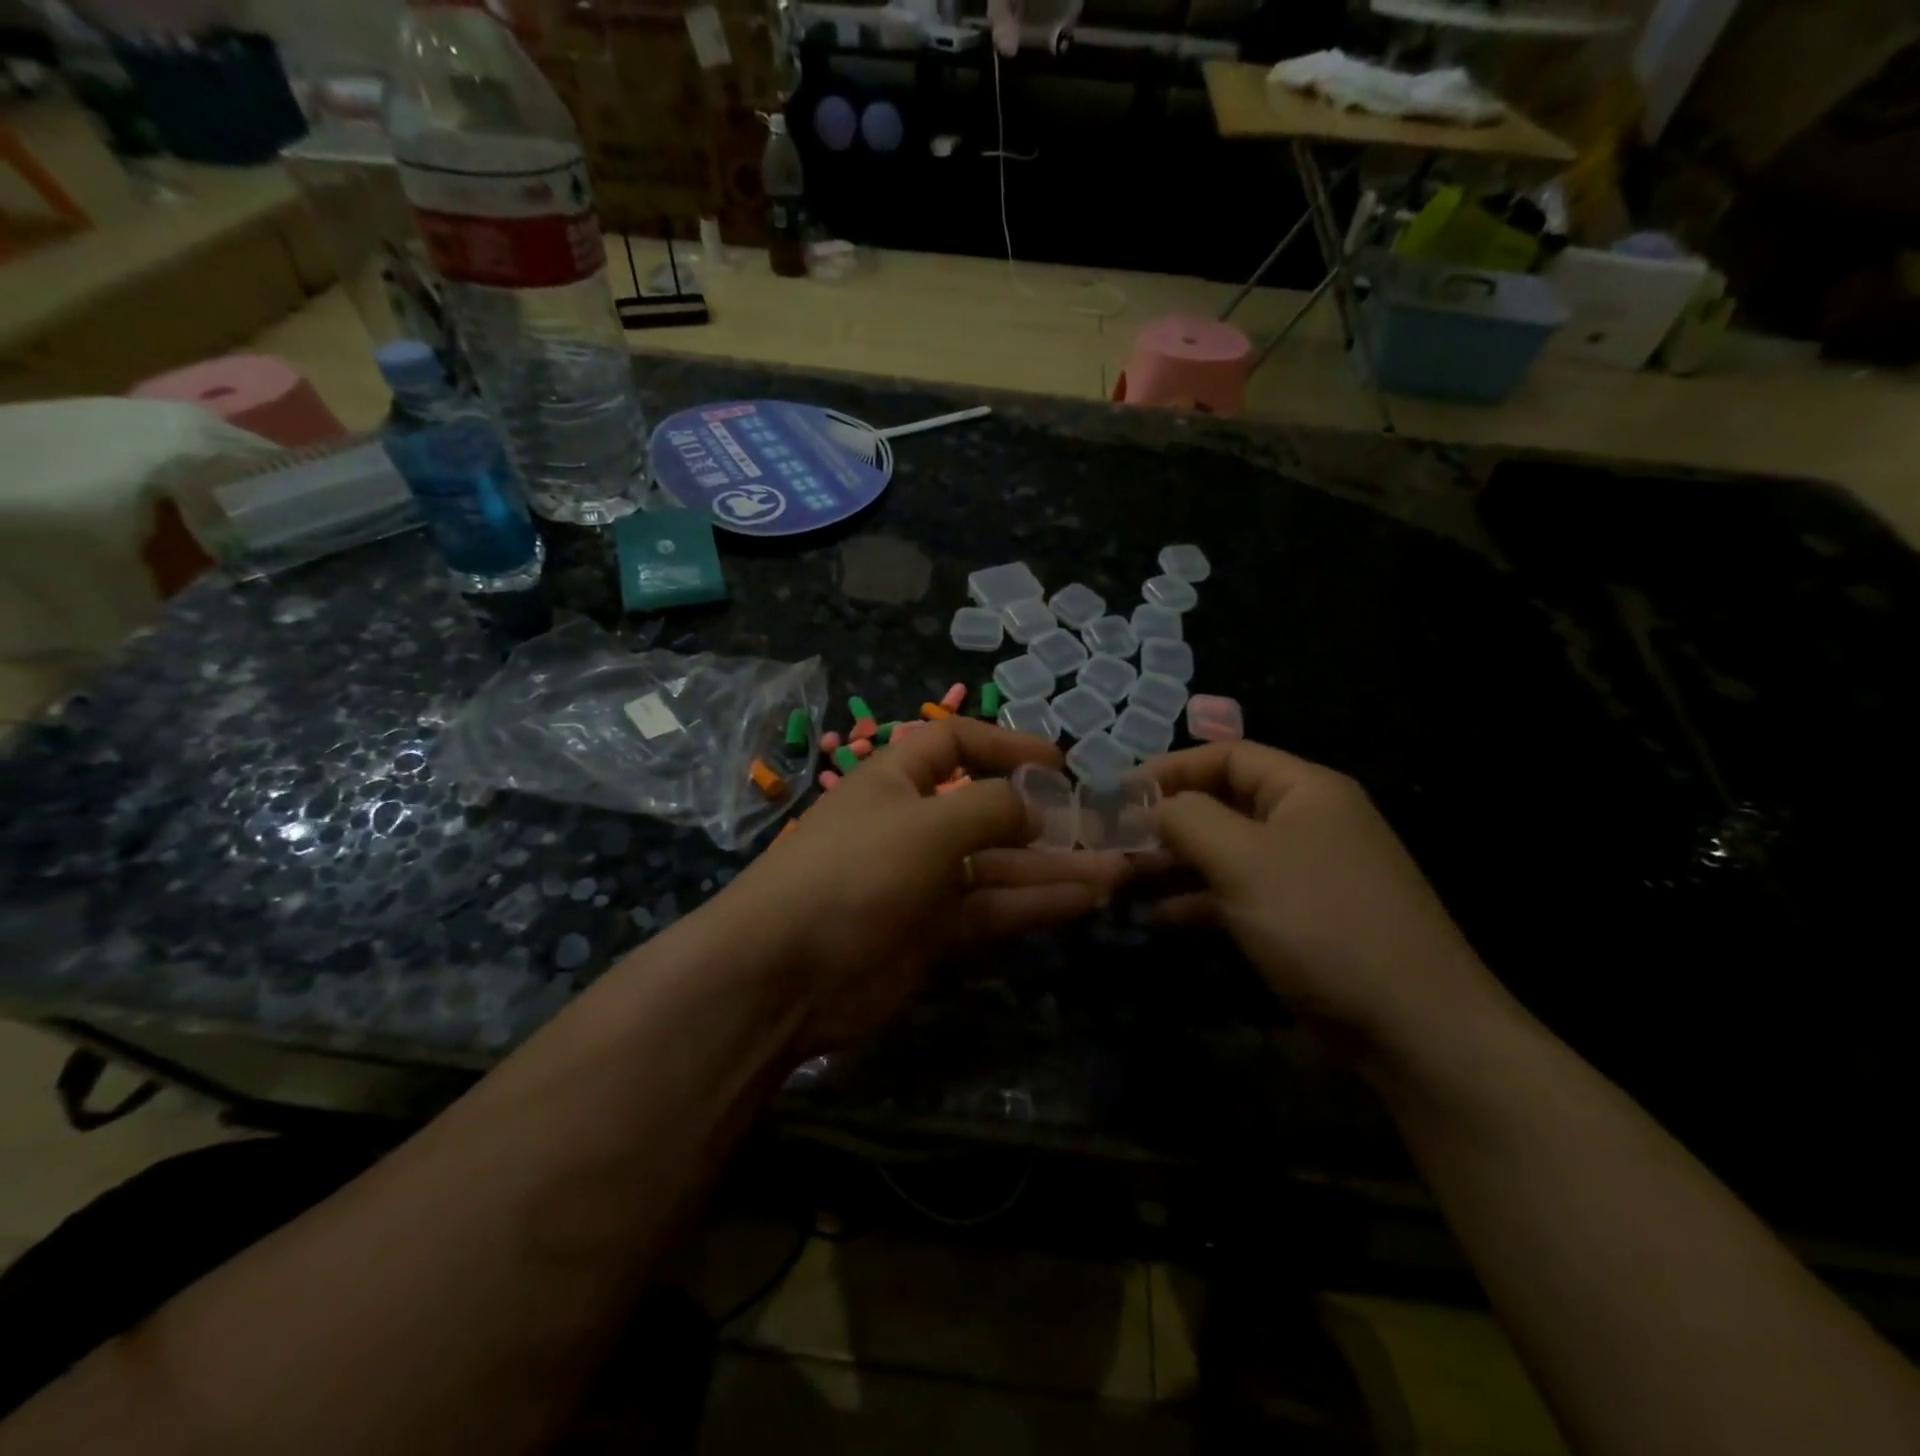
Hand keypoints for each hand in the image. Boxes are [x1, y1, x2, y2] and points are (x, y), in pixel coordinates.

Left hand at [716, 718, 1130, 1052]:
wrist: (785, 974)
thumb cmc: (856, 872)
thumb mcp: (928, 824)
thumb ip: (991, 808)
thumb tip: (1037, 804)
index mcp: (898, 779)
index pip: (956, 743)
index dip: (1007, 746)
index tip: (1060, 763)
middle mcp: (914, 824)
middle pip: (990, 811)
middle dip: (1047, 818)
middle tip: (1107, 829)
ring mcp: (925, 881)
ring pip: (1000, 867)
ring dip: (1054, 867)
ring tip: (1116, 870)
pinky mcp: (934, 933)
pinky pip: (993, 909)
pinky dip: (1035, 905)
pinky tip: (1085, 902)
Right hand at [1142, 741, 1513, 1059]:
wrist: (1411, 1025)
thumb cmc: (1320, 922)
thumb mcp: (1243, 859)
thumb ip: (1188, 819)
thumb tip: (1154, 805)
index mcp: (1304, 790)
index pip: (1227, 755)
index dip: (1171, 768)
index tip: (1119, 792)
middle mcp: (1306, 822)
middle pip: (1223, 803)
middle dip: (1167, 821)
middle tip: (1113, 841)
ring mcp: (1304, 873)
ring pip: (1225, 852)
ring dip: (1175, 863)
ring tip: (1123, 879)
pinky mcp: (1300, 918)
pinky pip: (1238, 894)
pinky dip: (1198, 901)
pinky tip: (1158, 917)